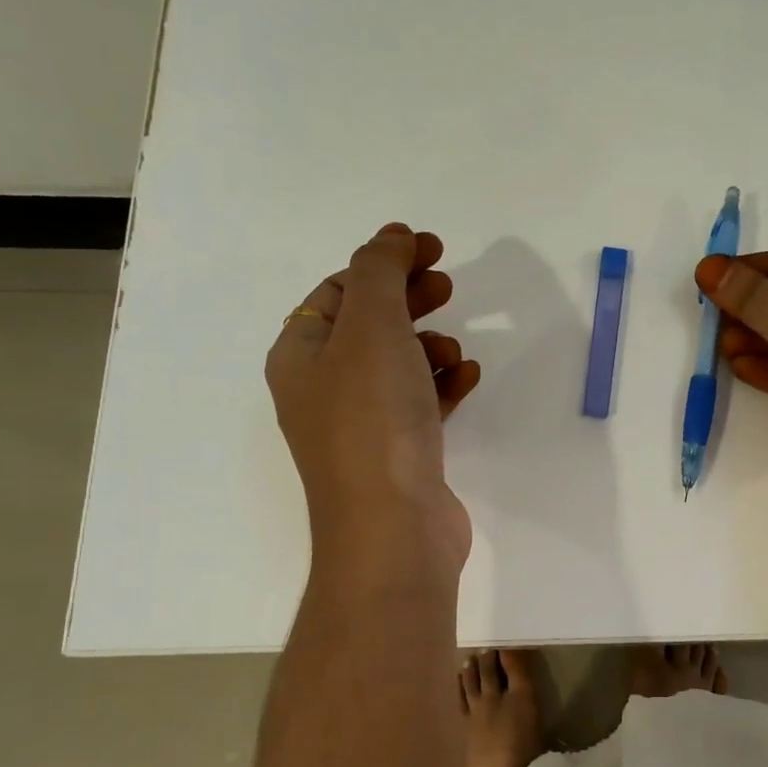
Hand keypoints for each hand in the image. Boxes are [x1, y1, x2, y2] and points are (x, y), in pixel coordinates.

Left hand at [266, 224, 481, 582]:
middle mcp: (323, 388)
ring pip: (397, 365)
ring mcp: (361, 425)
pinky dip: (442, 385)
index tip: (432, 248)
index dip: (384, 262)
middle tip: (449, 285)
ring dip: (428, 346)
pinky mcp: (398, 453)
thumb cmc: (373, 420)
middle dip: (409, 299)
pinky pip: (419, 403)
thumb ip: (380, 273)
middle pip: (369, 325)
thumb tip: (390, 238)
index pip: (339, 290)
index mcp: (301, 354)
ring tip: (454, 351)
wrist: (393, 529)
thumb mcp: (371, 329)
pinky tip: (466, 380)